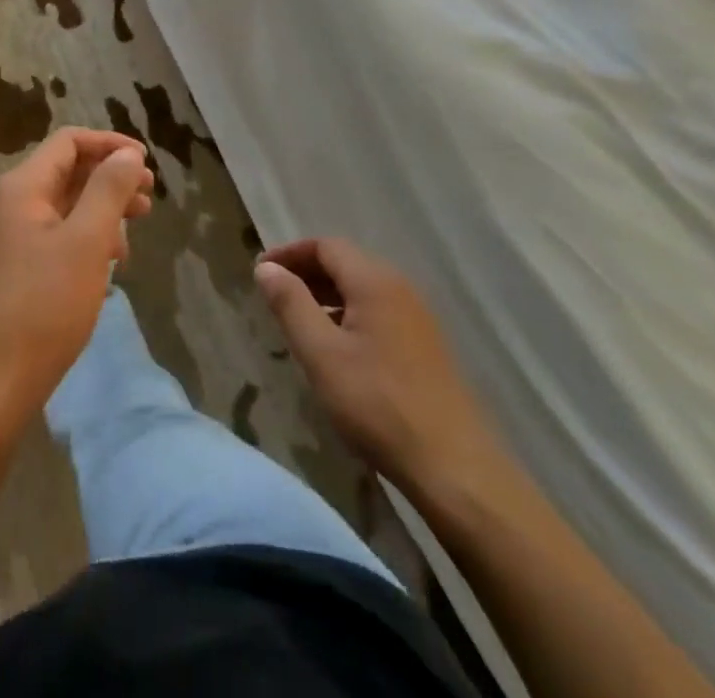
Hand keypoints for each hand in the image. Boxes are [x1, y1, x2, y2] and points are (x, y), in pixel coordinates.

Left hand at [0, 128, 153, 416]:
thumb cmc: (43, 306)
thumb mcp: (86, 242)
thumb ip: (108, 190)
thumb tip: (127, 154)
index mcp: (23, 187)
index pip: (69, 142)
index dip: (110, 144)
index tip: (146, 164)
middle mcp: (14, 203)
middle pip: (68, 170)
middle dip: (111, 177)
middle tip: (149, 197)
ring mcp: (14, 237)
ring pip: (67, 204)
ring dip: (104, 208)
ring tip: (138, 227)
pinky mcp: (19, 267)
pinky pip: (60, 234)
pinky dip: (89, 236)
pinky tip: (111, 261)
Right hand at [255, 238, 512, 504]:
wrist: (455, 468)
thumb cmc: (377, 404)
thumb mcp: (321, 353)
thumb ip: (290, 304)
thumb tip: (266, 267)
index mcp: (374, 281)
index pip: (325, 246)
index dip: (289, 254)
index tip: (260, 272)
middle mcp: (399, 288)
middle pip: (345, 263)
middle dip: (306, 272)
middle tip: (273, 295)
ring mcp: (417, 318)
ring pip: (362, 289)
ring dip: (326, 295)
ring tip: (297, 320)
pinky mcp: (425, 346)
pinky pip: (377, 311)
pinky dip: (348, 314)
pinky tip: (335, 348)